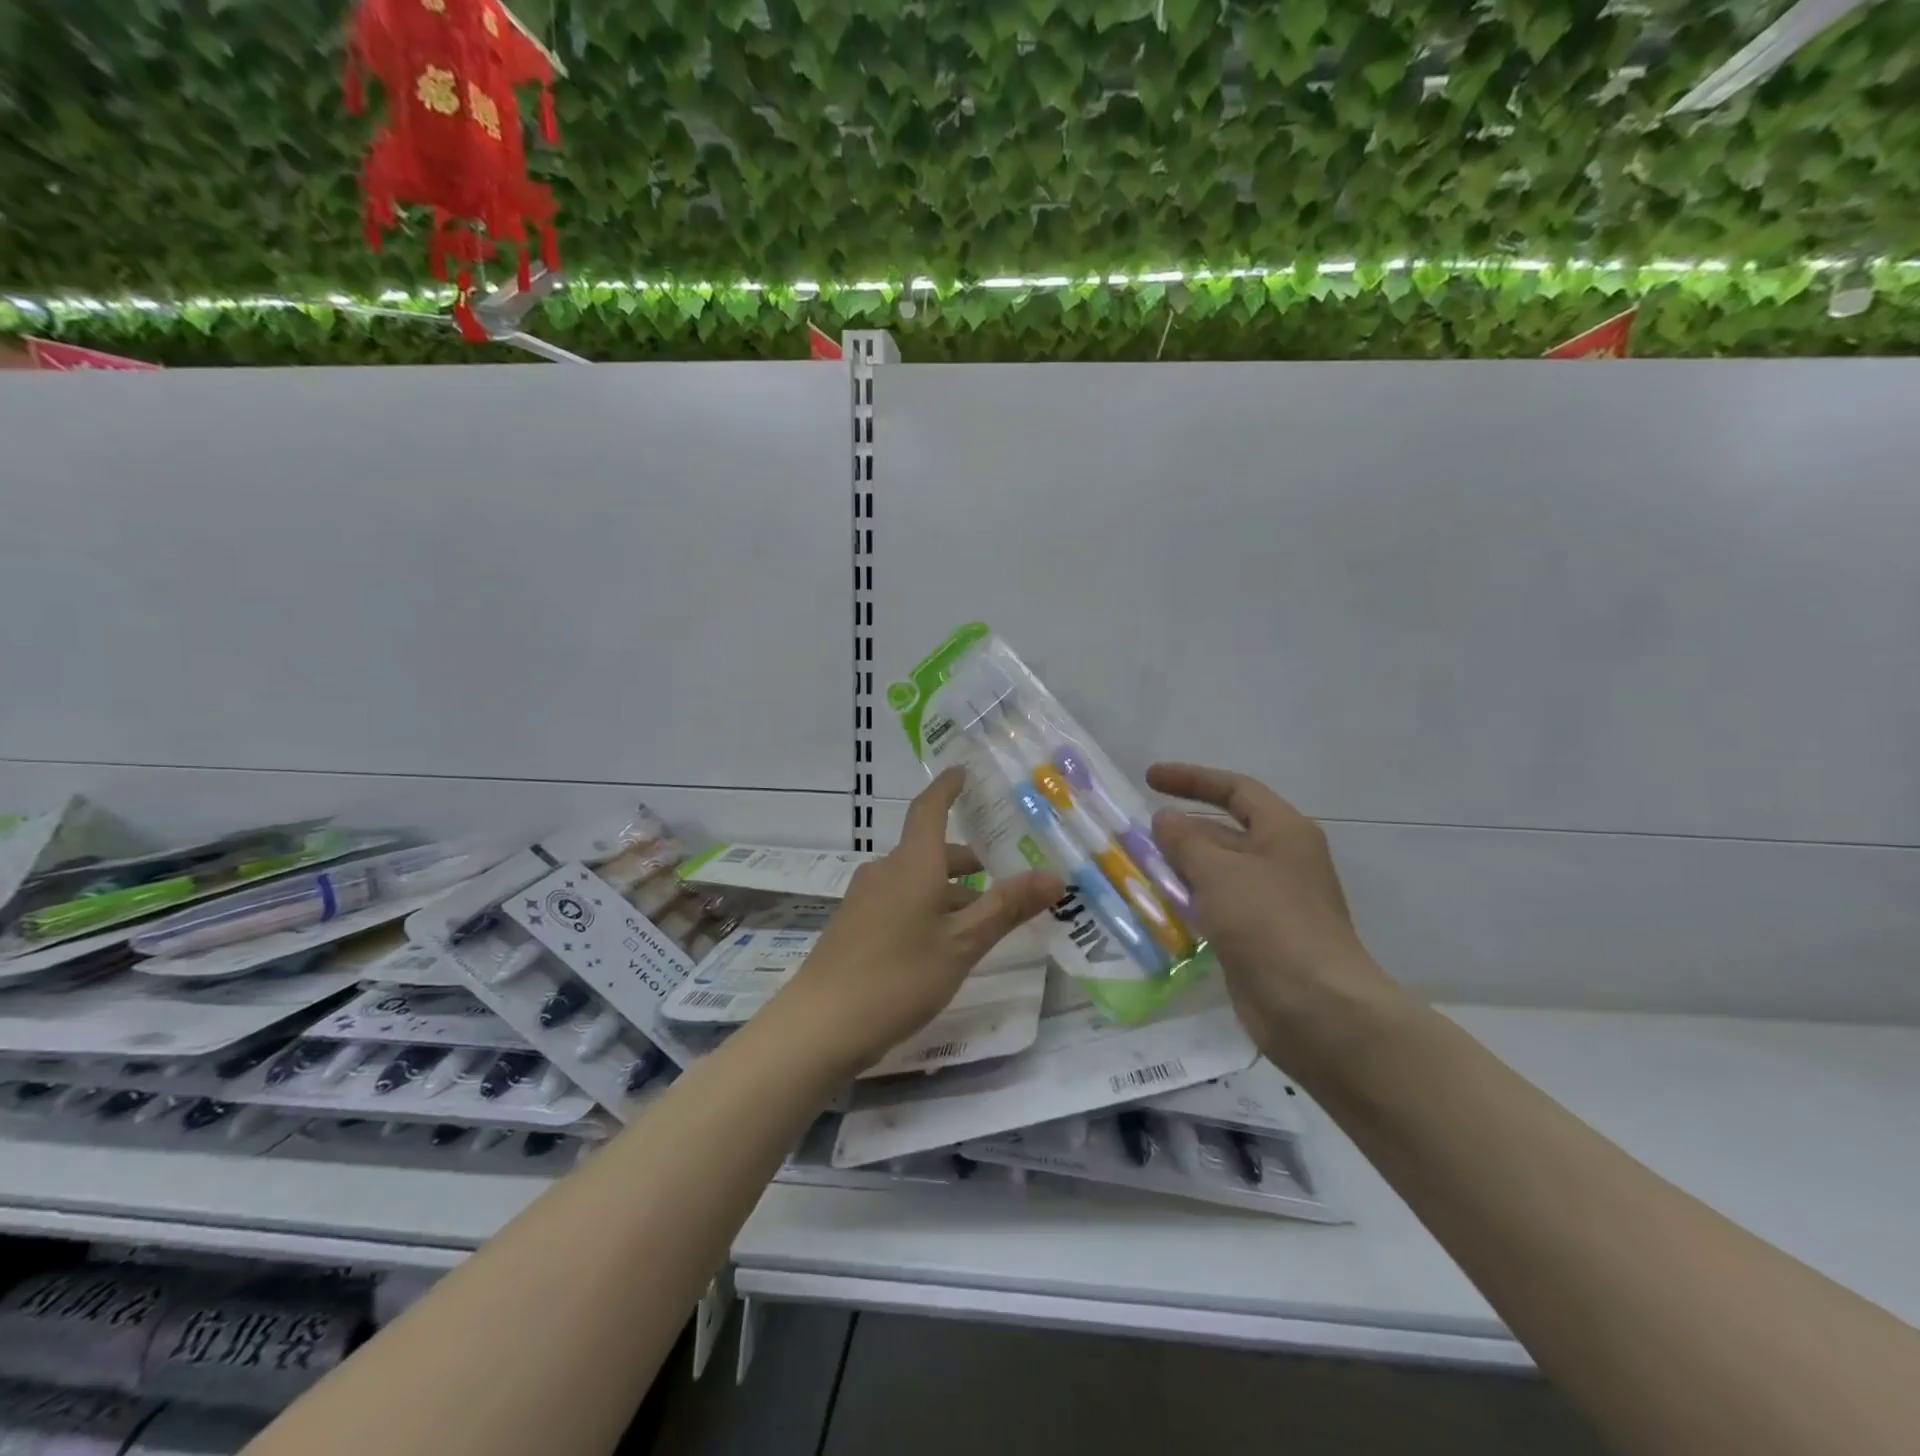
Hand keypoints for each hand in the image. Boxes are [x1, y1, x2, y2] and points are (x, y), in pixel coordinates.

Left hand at [769, 767, 1062, 1074]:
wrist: (820, 1025)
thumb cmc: (899, 976)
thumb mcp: (963, 944)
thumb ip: (1007, 907)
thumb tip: (1055, 875)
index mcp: (912, 863)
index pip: (929, 808)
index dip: (948, 788)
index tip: (964, 772)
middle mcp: (886, 871)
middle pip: (930, 851)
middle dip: (968, 863)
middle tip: (1007, 879)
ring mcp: (865, 899)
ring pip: (917, 881)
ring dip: (950, 892)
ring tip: (983, 923)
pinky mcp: (854, 926)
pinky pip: (900, 902)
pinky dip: (928, 909)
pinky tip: (943, 946)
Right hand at [1147, 762, 1398, 1070]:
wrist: (1316, 1010)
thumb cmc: (1270, 924)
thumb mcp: (1220, 871)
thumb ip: (1186, 841)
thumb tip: (1165, 821)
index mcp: (1284, 832)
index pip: (1236, 790)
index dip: (1192, 779)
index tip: (1149, 779)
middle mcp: (1280, 861)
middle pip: (1224, 832)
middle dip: (1180, 831)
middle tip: (1133, 835)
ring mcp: (1270, 903)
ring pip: (1216, 873)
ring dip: (1179, 870)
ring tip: (1133, 870)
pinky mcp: (1257, 939)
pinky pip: (1215, 909)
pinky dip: (1187, 904)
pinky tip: (1154, 910)